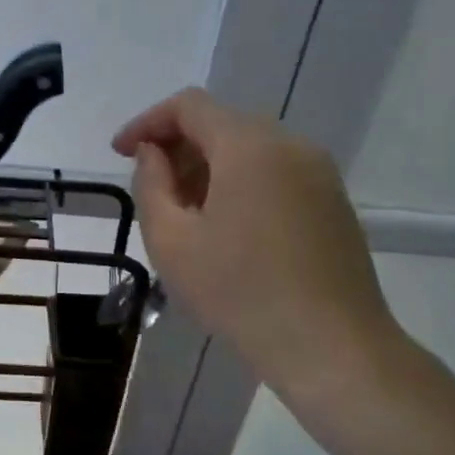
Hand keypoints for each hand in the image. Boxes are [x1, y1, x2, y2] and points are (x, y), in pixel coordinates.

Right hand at [113, 89, 396, 394]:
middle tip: (150, 189)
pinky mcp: (333, 201)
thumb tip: (153, 154)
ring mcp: (319, 172)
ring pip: (249, 149)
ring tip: (184, 214)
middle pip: (221, 123)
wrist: (331, 348)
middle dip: (178, 147)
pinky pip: (275, 172)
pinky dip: (240, 183)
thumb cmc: (239, 293)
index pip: (189, 106)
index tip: (121, 154)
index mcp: (249, 146)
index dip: (147, 122)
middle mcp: (290, 144)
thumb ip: (151, 184)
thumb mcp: (171, 241)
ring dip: (208, 168)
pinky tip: (225, 229)